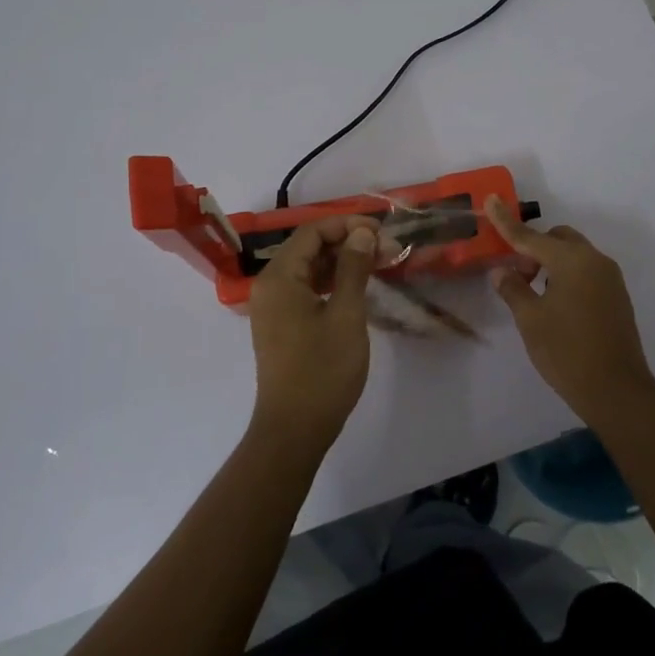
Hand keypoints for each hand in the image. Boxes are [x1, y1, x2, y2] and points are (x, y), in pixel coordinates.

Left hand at [247, 216, 380, 452]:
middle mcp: (269, 285)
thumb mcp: (346, 315)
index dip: (347, 225)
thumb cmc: (323, 371)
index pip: (312, 232)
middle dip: (346, 242)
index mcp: (279, 277)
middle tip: (385, 250)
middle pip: (307, 247)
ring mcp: (272, 306)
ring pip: (307, 268)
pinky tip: (356, 288)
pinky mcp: (280, 324)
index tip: (382, 232)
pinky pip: (303, 289)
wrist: (294, 429)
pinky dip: (329, 282)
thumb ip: (353, 268)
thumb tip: (363, 233)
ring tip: (377, 264)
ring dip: (340, 262)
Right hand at [484, 196, 654, 421]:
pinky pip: (587, 272)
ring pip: (574, 255)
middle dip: (534, 248)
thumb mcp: (530, 320)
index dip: (506, 222)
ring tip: (534, 293)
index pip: (530, 237)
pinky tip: (555, 304)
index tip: (491, 200)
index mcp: (571, 261)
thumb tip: (502, 272)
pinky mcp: (617, 297)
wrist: (616, 390)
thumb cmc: (566, 351)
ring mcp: (610, 279)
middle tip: (517, 275)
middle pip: (558, 239)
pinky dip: (567, 276)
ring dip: (551, 263)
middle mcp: (594, 261)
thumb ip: (514, 289)